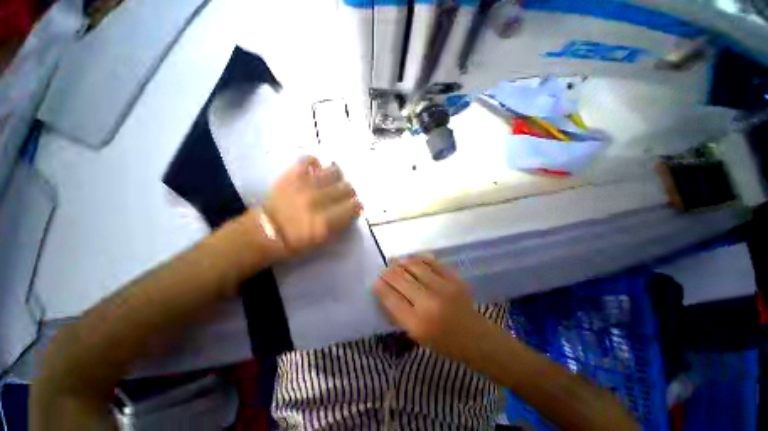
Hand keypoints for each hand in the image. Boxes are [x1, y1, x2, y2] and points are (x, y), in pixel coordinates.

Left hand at [263, 156, 361, 257]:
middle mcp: (317, 201)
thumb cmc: (295, 242)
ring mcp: (304, 186)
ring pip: (334, 171)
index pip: (354, 206)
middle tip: (344, 197)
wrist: (264, 232)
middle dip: (350, 193)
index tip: (355, 208)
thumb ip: (340, 225)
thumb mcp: (322, 242)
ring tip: (333, 182)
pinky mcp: (291, 176)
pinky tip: (317, 171)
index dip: (357, 206)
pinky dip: (315, 163)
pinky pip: (308, 160)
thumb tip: (352, 211)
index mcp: (325, 222)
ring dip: (338, 177)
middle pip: (347, 188)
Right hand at [373, 256, 493, 360]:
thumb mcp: (416, 335)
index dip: (380, 287)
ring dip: (401, 262)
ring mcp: (443, 287)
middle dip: (388, 272)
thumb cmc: (442, 342)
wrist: (475, 337)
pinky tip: (412, 259)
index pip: (391, 298)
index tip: (375, 281)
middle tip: (384, 270)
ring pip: (414, 266)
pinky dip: (419, 259)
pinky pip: (432, 262)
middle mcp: (429, 302)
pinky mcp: (454, 278)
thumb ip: (398, 313)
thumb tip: (384, 291)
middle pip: (401, 279)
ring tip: (394, 261)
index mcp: (418, 323)